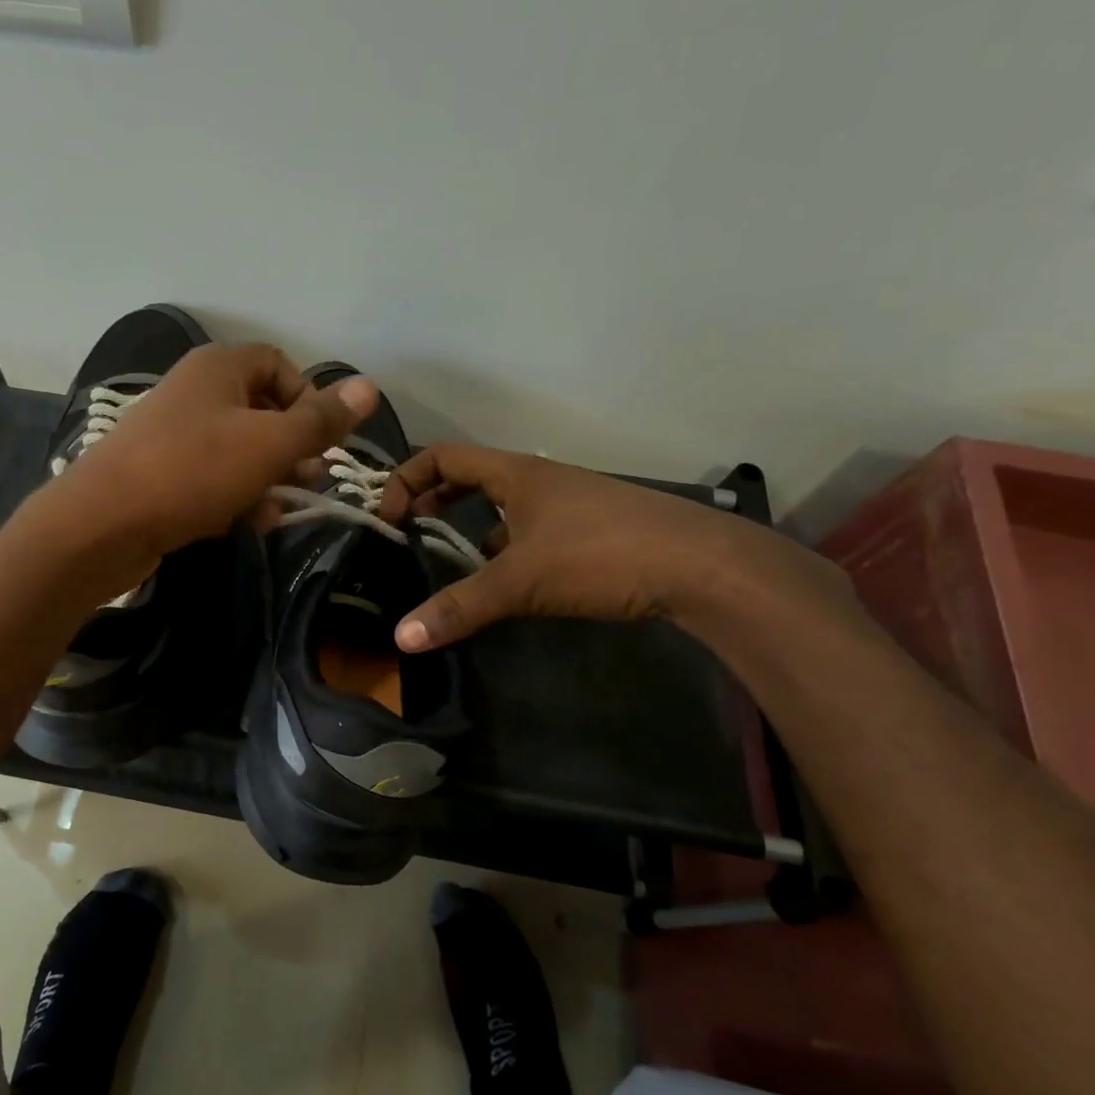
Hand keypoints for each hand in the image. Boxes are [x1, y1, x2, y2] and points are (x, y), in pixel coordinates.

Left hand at [43, 342, 377, 564]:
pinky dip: (233, 496)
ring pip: (237, 449)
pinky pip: (210, 477)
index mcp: (218, 368)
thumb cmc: (193, 471)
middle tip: (308, 479)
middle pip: (260, 409)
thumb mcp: (269, 444)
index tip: (321, 439)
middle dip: (291, 447)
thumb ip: (320, 421)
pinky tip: (245, 523)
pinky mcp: (159, 473)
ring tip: (277, 510)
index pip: (279, 365)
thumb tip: (369, 387)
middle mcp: (194, 391)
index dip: (308, 398)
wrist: (103, 524)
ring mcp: (172, 433)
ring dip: (266, 478)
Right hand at [379, 444, 853, 650]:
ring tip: (450, 565)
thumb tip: (401, 638)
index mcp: (516, 473)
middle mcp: (540, 480)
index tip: (390, 517)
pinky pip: (532, 531)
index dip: (407, 478)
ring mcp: (569, 505)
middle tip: (409, 533)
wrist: (704, 566)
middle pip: (471, 477)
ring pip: (503, 507)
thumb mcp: (521, 581)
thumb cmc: (602, 554)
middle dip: (434, 501)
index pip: (443, 456)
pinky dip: (507, 550)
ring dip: (471, 528)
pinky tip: (506, 584)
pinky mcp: (592, 531)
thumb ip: (460, 607)